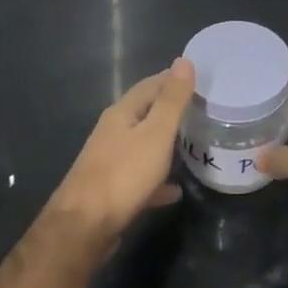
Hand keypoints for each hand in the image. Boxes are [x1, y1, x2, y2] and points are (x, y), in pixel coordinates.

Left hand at [48, 58, 195, 241]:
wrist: (84, 226)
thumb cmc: (123, 174)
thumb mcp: (155, 134)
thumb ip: (171, 100)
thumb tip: (184, 61)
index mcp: (122, 113)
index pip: (151, 85)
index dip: (174, 79)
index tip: (201, 78)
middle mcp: (113, 132)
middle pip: (146, 113)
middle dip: (172, 110)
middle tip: (203, 110)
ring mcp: (110, 161)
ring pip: (143, 145)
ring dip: (165, 143)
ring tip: (193, 145)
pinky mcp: (112, 189)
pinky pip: (141, 177)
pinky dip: (158, 179)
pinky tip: (175, 190)